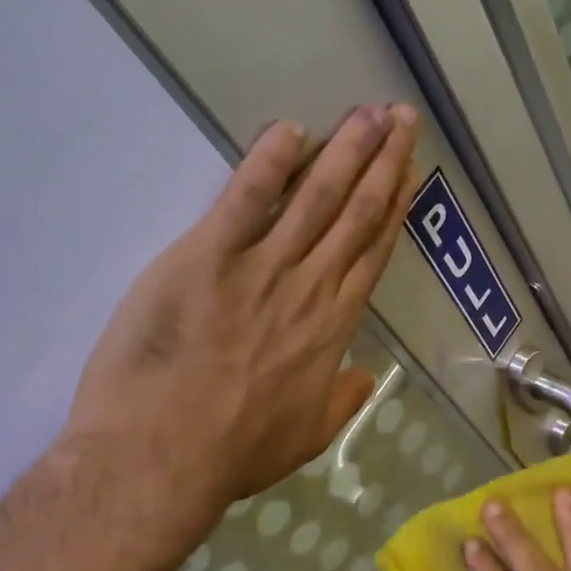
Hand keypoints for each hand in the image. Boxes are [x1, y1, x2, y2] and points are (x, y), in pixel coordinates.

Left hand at [60, 103, 419, 519]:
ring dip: (345, 151)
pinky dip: (266, 164)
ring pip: (315, 199)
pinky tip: (288, 130)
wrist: (161, 458)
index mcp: (332, 327)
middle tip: (402, 117)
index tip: (409, 172)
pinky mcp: (206, 258)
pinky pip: (244, 200)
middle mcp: (309, 288)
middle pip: (355, 214)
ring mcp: (260, 269)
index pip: (372, 253)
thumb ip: (341, 401)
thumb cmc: (234, 452)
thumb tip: (367, 376)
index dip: (394, 208)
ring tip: (369, 112)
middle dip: (383, 162)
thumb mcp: (306, 437)